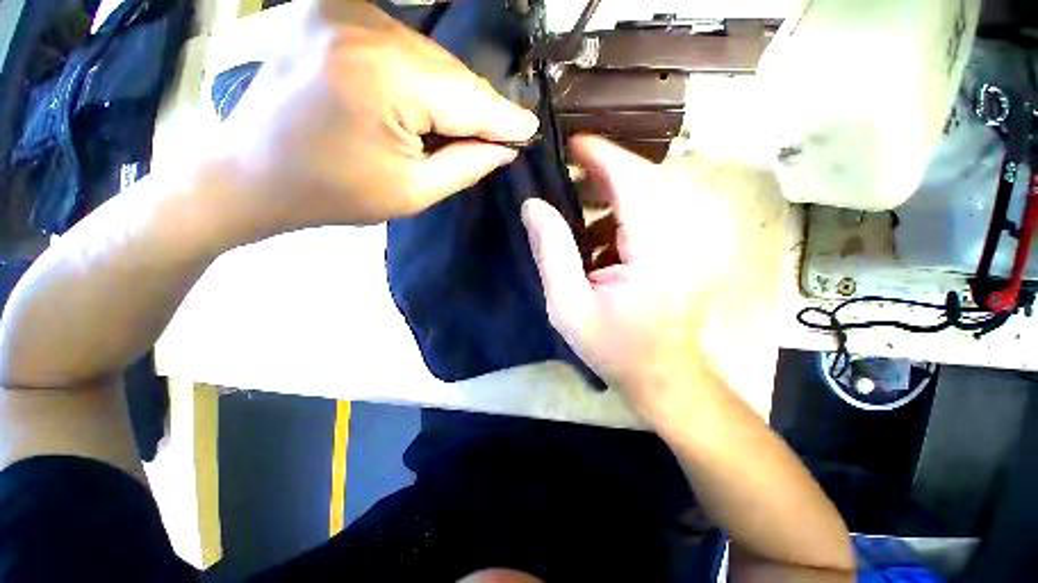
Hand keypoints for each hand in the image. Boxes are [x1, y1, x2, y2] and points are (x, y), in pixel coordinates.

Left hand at [203, 0, 538, 244]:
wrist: (252, 174)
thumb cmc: (334, 194)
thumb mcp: (413, 193)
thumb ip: (467, 165)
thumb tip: (505, 146)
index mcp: (384, 78)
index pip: (470, 98)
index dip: (505, 118)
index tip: (530, 130)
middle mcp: (366, 26)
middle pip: (452, 72)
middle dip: (477, 108)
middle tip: (496, 137)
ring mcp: (345, 10)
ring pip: (430, 57)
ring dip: (450, 94)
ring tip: (453, 127)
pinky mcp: (333, 12)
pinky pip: (402, 46)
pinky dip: (421, 77)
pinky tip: (418, 103)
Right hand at [521, 136, 734, 423]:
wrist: (665, 375)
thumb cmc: (615, 347)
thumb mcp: (569, 305)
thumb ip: (551, 252)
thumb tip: (533, 206)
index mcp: (656, 247)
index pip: (632, 179)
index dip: (600, 155)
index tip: (571, 145)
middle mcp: (684, 233)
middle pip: (644, 179)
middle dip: (603, 174)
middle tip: (567, 181)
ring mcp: (692, 239)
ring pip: (651, 193)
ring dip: (613, 197)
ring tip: (579, 218)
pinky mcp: (689, 247)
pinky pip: (656, 213)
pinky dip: (625, 217)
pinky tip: (602, 243)